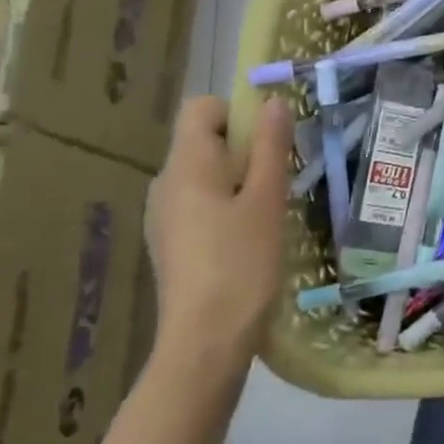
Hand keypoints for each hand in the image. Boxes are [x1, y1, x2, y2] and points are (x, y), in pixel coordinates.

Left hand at [145, 96, 292, 381]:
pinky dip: (227, 206)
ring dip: (240, 179)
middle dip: (245, 148)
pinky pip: (201, 204)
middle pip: (204, 140)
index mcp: (185, 165)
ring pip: (206, 175)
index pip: (201, 107)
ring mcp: (164, 216)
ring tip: (270, 210)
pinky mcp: (172, 244)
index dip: (237, 110)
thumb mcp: (267, 199)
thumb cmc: (241, 263)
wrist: (205, 342)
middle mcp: (165, 184)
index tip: (269, 139)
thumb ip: (271, 147)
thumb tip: (273, 102)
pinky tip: (250, 238)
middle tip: (280, 178)